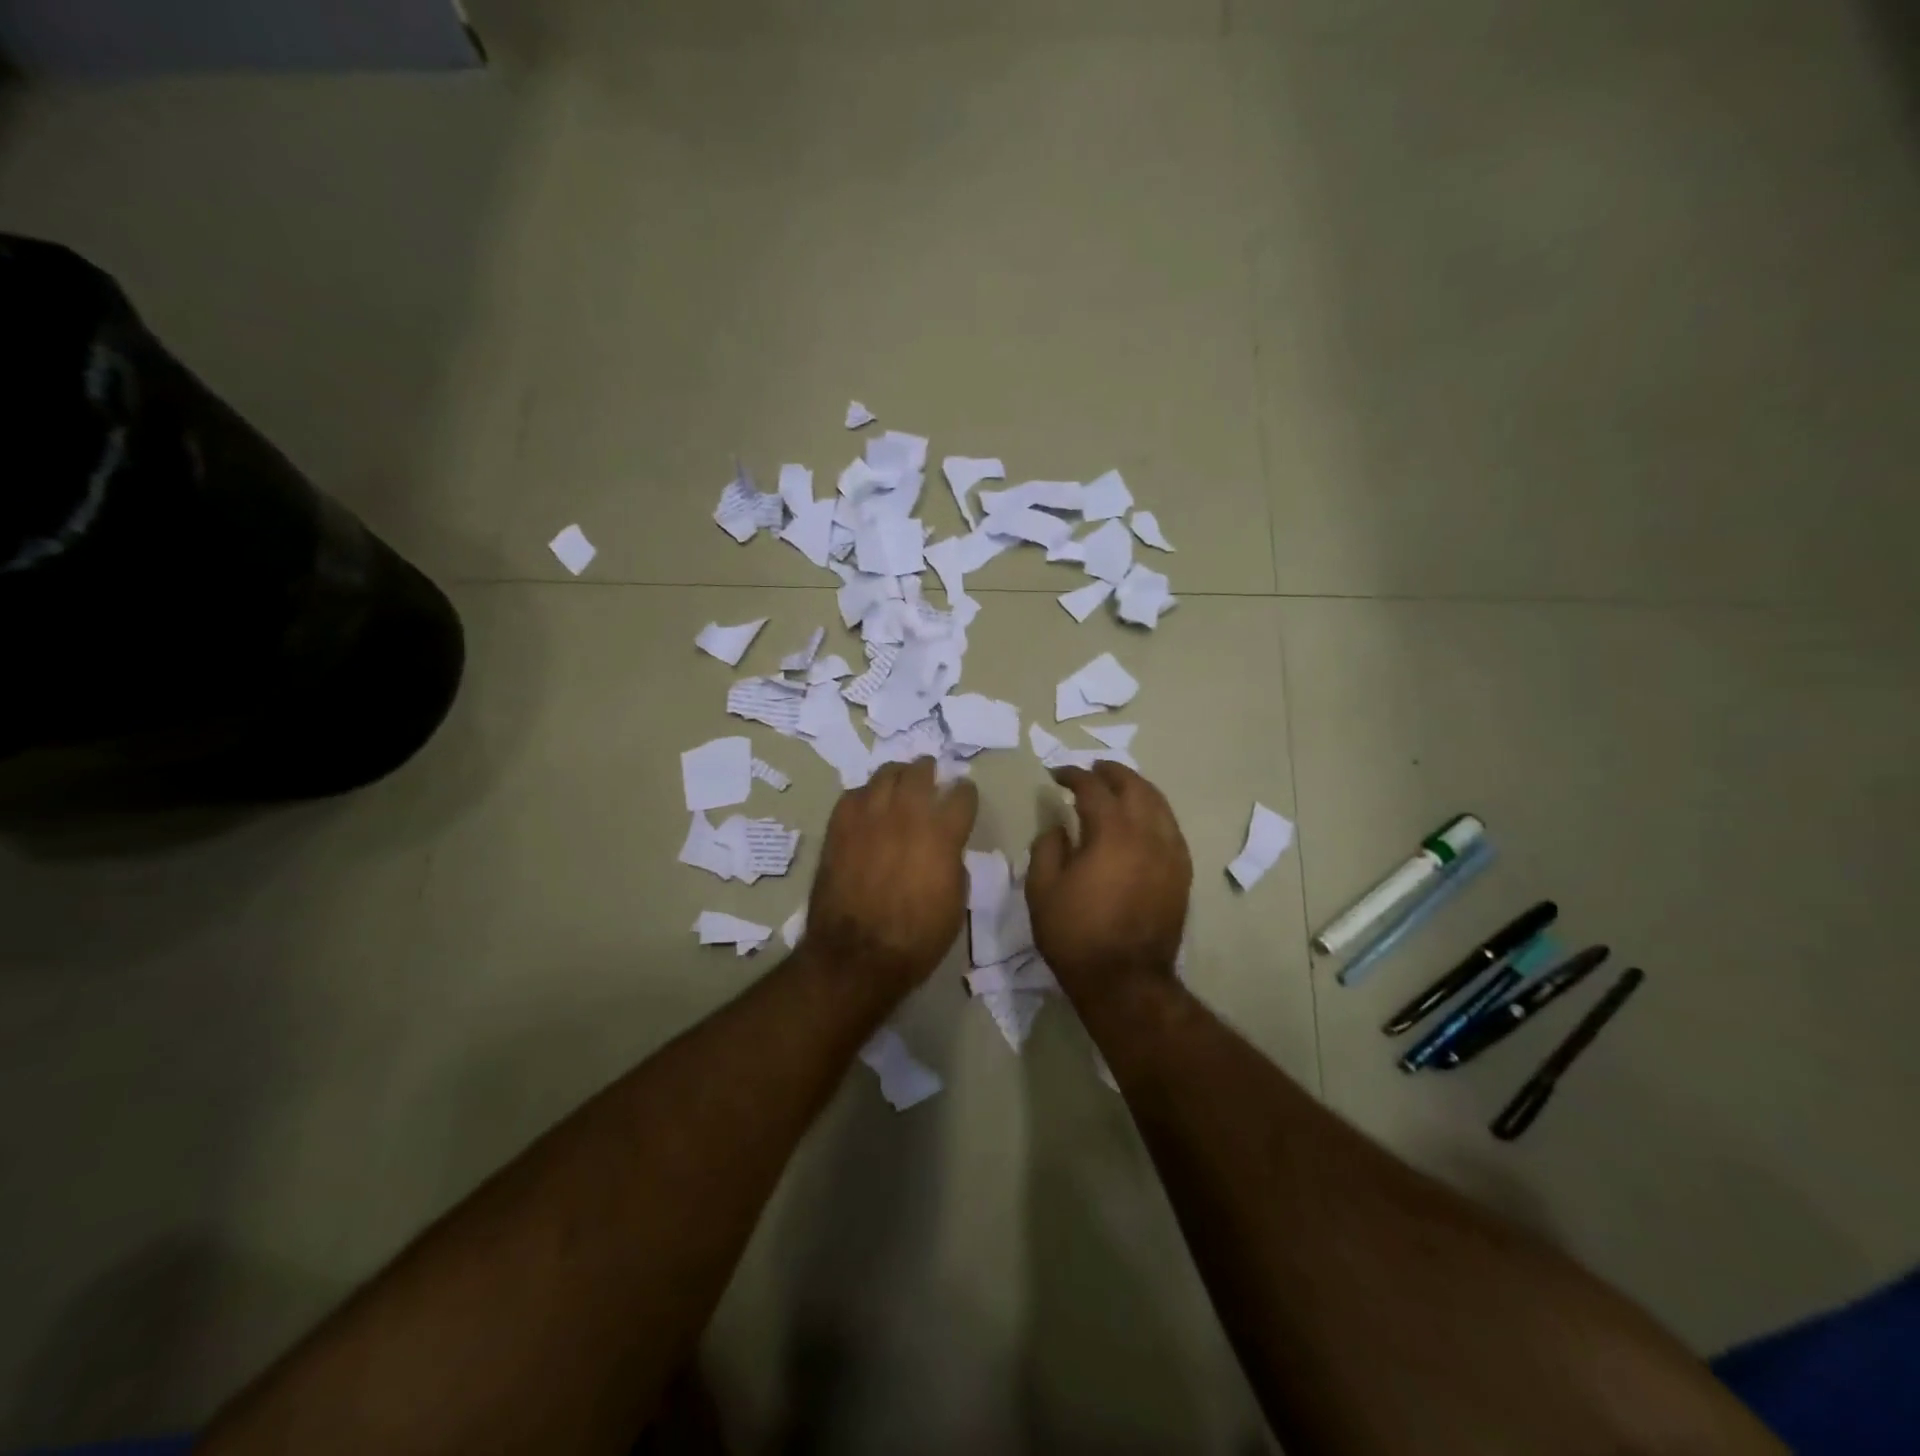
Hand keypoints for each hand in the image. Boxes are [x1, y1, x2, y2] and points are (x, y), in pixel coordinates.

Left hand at [803, 758, 977, 991]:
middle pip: (921, 772)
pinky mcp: (839, 827)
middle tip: (930, 776)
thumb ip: (954, 865)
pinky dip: (865, 796)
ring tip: (899, 782)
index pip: (962, 795)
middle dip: (930, 771)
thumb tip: (945, 850)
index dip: (966, 793)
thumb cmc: (916, 939)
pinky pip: (854, 794)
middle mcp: (907, 815)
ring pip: (885, 774)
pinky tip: (867, 807)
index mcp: (942, 834)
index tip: (964, 796)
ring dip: (898, 775)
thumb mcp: (955, 905)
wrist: (856, 956)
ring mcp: (869, 817)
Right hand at [1026, 763, 1190, 999]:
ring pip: (1159, 804)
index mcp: (1112, 833)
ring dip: (1136, 788)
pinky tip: (1140, 820)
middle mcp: (1148, 834)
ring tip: (1117, 787)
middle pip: (1135, 786)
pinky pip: (1170, 828)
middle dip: (1111, 772)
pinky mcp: (1182, 873)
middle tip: (1091, 769)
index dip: (1073, 775)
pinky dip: (1153, 813)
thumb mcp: (1042, 890)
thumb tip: (1058, 827)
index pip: (1093, 788)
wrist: (1125, 981)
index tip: (1056, 774)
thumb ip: (1047, 847)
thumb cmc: (1076, 935)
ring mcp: (1171, 853)